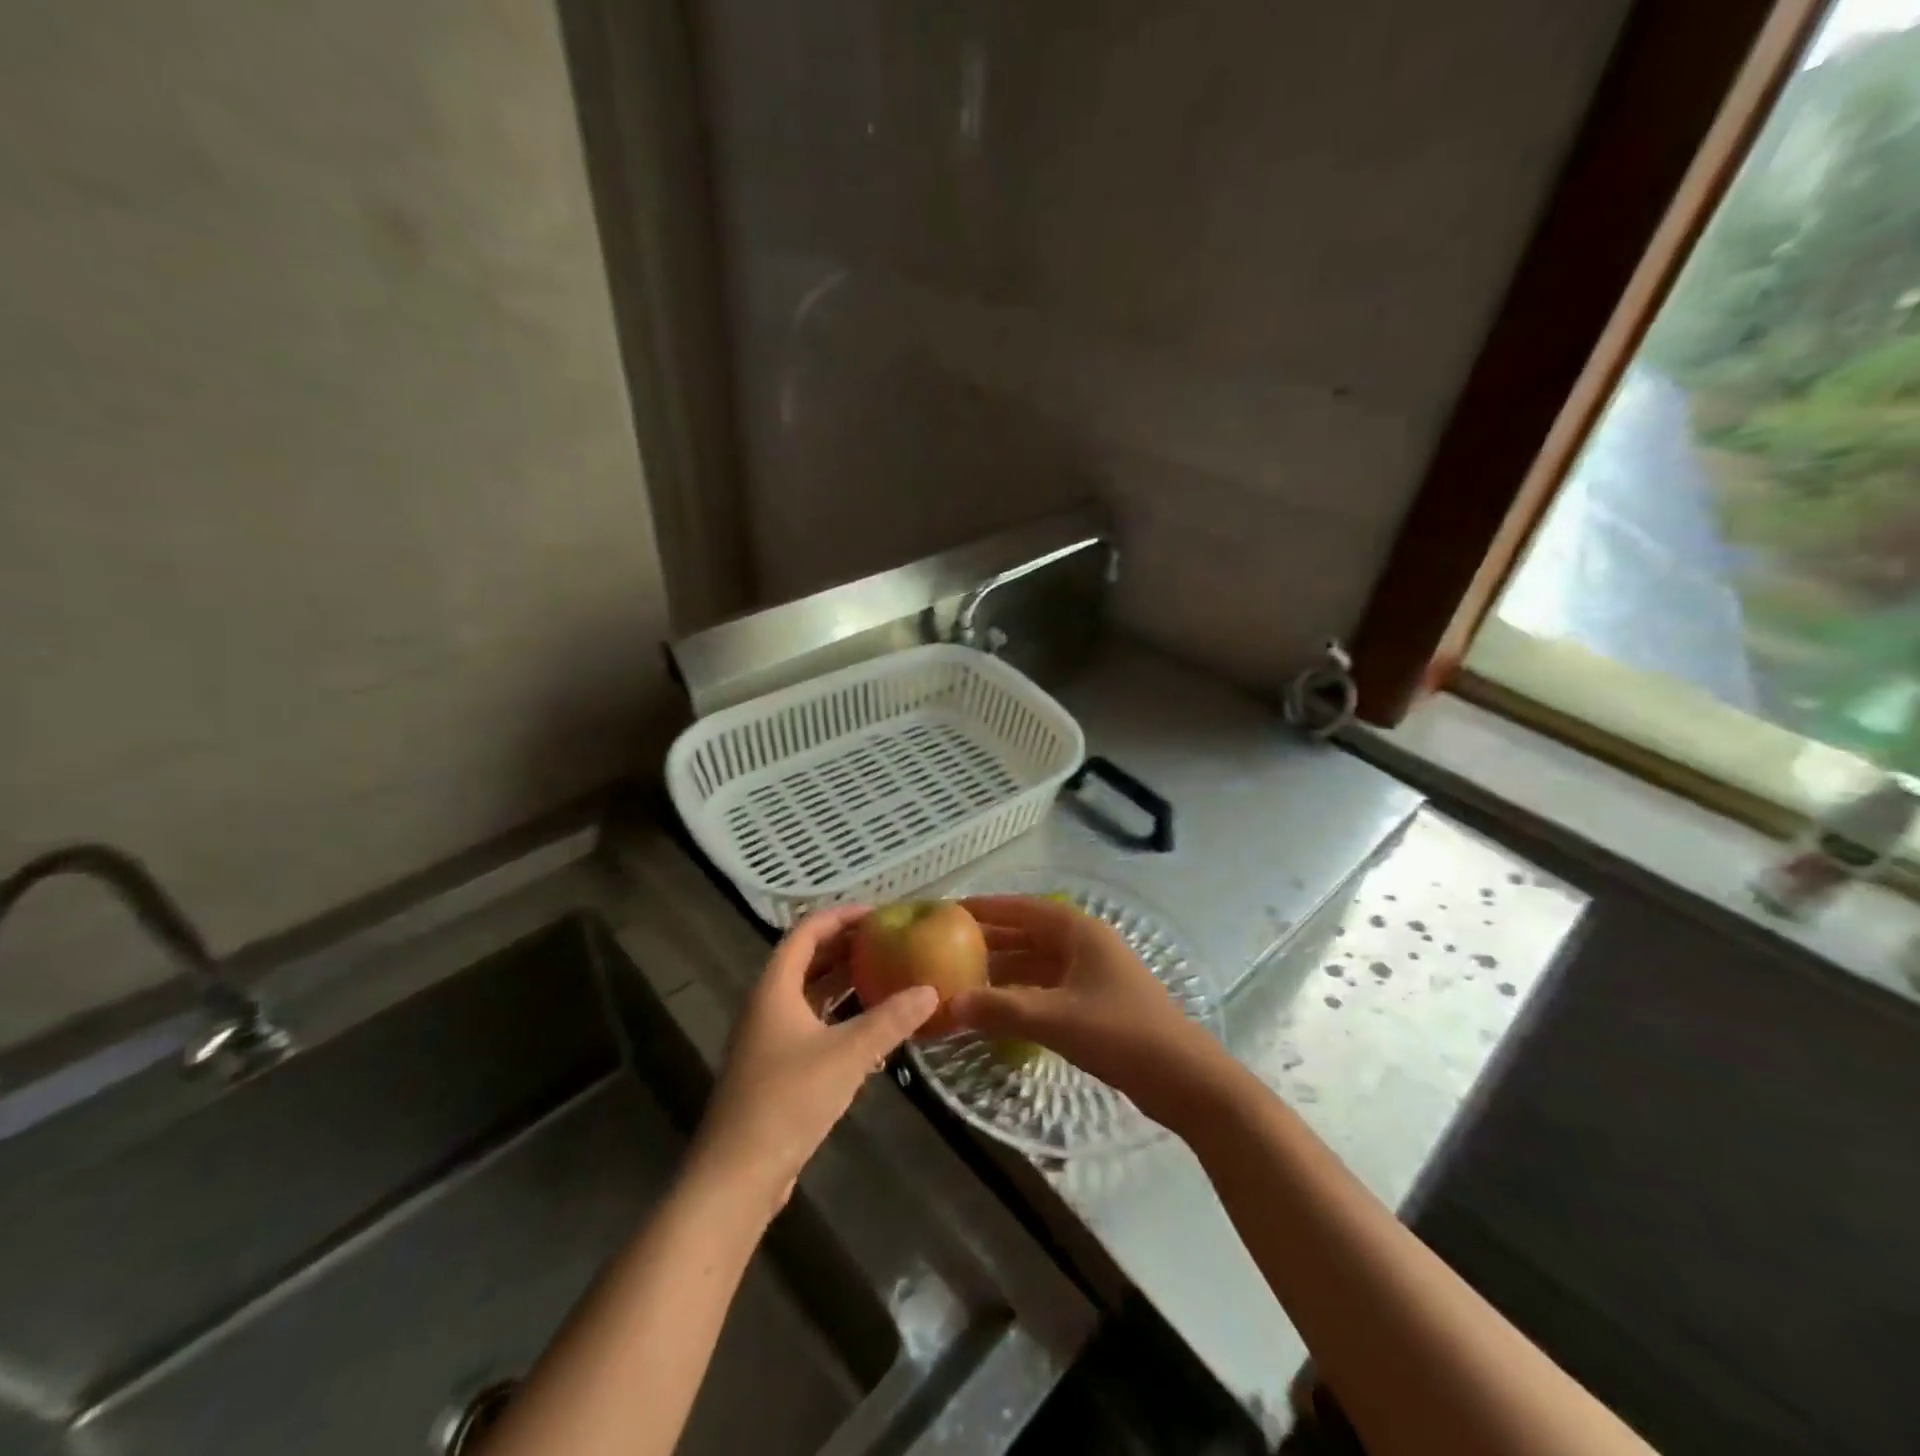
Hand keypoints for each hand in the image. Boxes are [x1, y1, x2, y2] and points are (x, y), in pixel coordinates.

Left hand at [691, 906, 936, 1215]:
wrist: (737, 1176)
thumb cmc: (788, 1100)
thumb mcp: (847, 1055)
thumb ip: (890, 1020)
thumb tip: (931, 991)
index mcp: (775, 988)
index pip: (806, 932)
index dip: (840, 916)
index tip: (878, 913)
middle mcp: (767, 1005)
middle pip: (807, 960)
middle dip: (846, 947)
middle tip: (889, 941)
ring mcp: (769, 1039)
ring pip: (810, 995)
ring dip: (844, 982)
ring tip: (886, 974)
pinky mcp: (775, 1069)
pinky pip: (811, 1025)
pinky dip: (839, 1016)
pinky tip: (871, 1027)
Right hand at [950, 896, 1223, 1125]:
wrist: (1184, 1078)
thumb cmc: (1120, 1033)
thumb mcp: (1055, 1019)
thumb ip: (1000, 1009)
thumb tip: (948, 1005)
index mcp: (1079, 931)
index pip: (1023, 908)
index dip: (987, 907)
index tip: (950, 910)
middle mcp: (1085, 944)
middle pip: (1029, 933)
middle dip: (990, 940)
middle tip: (947, 946)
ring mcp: (1093, 974)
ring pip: (1037, 963)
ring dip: (1004, 970)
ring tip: (963, 978)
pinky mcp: (1096, 1002)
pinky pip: (1047, 987)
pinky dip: (1021, 993)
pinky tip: (997, 1009)